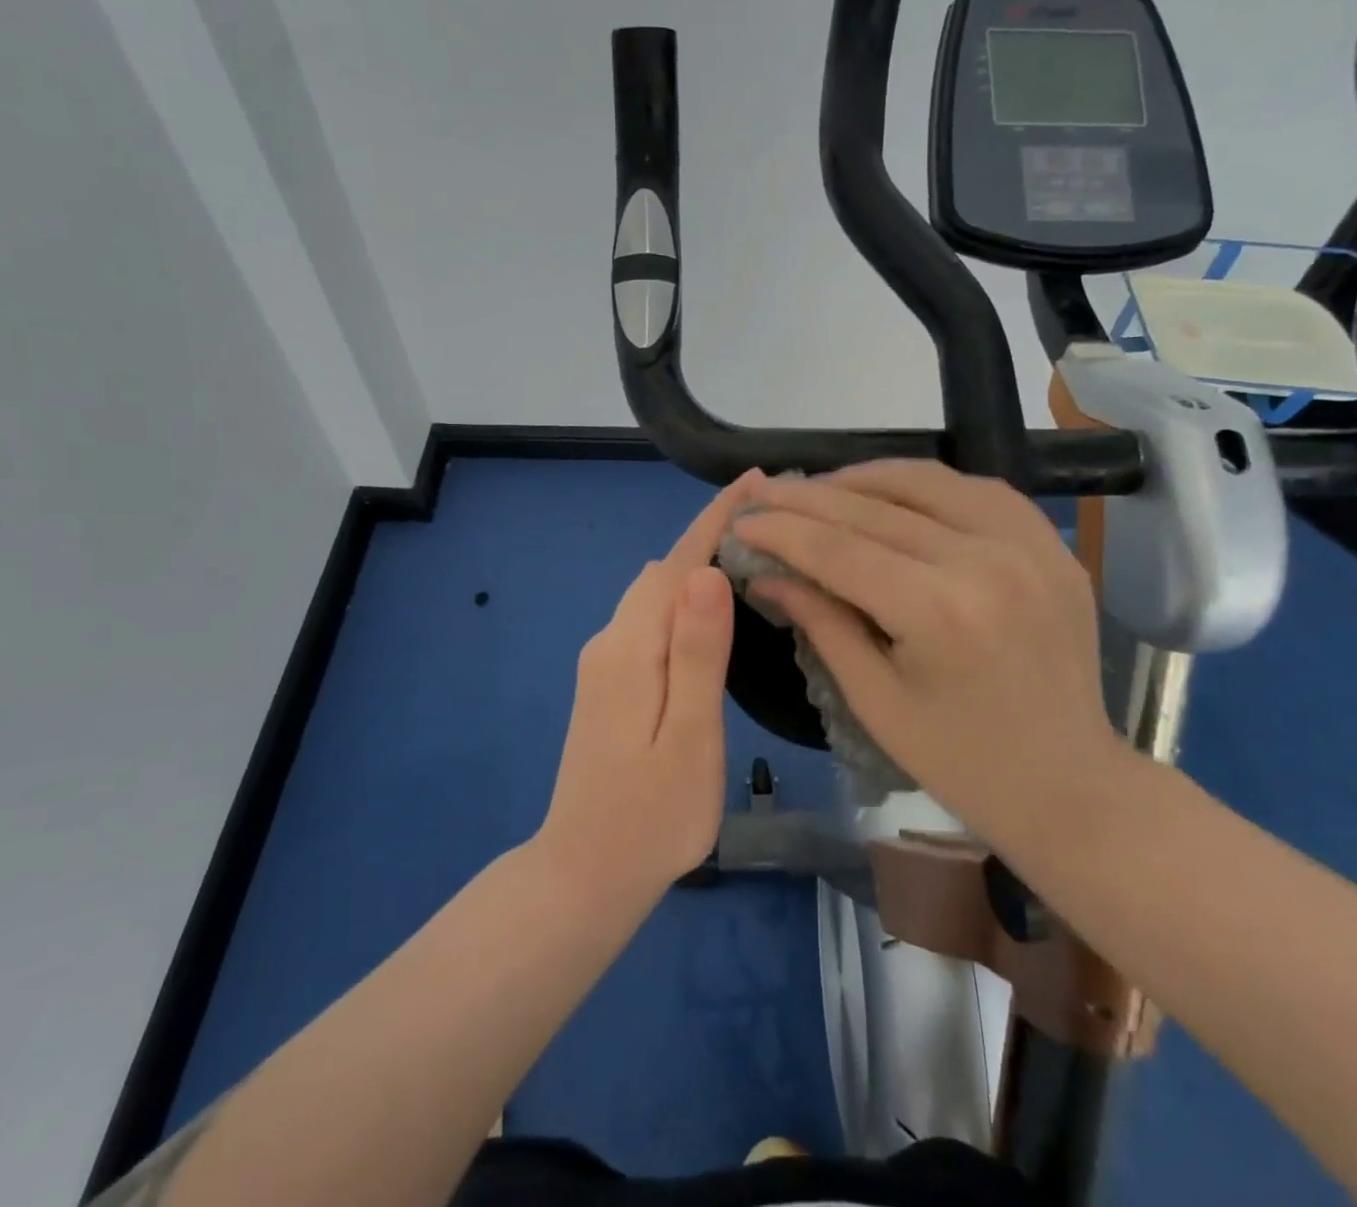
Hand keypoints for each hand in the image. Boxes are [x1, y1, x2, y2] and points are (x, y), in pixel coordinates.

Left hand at [534, 472, 758, 909]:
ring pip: (654, 592)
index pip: (678, 563)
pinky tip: (712, 609)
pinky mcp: (609, 681)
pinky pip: (649, 618)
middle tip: (773, 522)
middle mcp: (611, 641)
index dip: (717, 519)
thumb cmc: (651, 817)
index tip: (757, 481)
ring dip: (698, 565)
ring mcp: (605, 661)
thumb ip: (696, 654)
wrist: (584, 875)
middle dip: (712, 535)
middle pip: (664, 570)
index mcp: (630, 648)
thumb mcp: (689, 737)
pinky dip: (683, 597)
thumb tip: (708, 573)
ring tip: (752, 555)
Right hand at [733, 460, 1127, 860]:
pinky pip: (979, 489)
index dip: (782, 530)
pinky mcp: (1052, 545)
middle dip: (809, 497)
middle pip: (876, 507)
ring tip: (821, 488)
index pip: (839, 549)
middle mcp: (986, 560)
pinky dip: (927, 485)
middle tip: (764, 491)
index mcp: (940, 611)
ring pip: (928, 481)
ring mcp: (1028, 544)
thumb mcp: (874, 700)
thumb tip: (766, 573)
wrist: (1070, 784)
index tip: (741, 520)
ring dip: (865, 478)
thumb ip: (820, 622)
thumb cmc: (961, 762)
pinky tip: (895, 494)